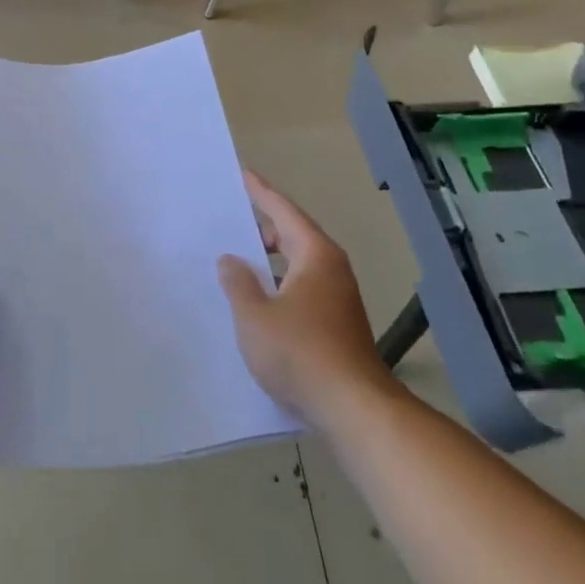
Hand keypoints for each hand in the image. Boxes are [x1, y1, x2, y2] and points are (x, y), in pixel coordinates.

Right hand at [218, 169, 399, 430]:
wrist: (354, 409)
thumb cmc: (300, 353)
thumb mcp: (255, 316)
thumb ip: (238, 283)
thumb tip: (231, 260)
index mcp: (315, 255)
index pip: (283, 211)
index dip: (260, 192)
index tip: (242, 174)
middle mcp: (331, 269)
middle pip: (293, 235)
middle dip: (262, 227)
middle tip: (230, 221)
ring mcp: (338, 298)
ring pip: (298, 265)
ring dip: (270, 260)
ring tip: (238, 261)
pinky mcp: (337, 325)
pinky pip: (301, 288)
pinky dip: (279, 284)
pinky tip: (259, 301)